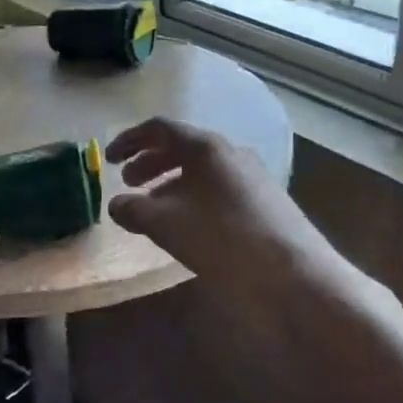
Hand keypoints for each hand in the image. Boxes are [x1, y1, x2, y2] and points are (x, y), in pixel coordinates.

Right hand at [106, 117, 341, 288]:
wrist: (294, 273)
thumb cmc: (223, 239)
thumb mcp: (167, 224)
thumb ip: (135, 209)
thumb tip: (117, 204)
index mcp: (205, 147)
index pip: (160, 129)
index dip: (130, 140)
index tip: (109, 160)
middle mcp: (230, 152)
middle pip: (181, 147)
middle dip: (150, 163)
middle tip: (128, 183)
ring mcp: (251, 175)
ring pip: (201, 169)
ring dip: (171, 182)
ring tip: (154, 208)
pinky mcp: (264, 199)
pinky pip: (218, 187)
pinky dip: (193, 196)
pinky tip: (188, 224)